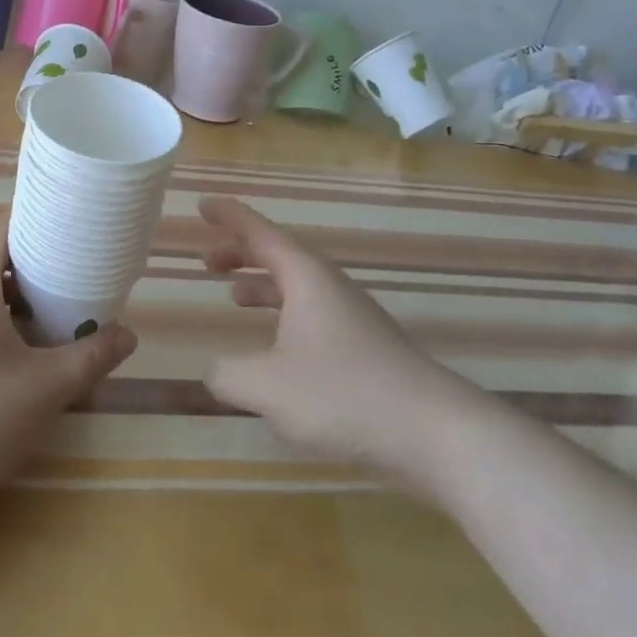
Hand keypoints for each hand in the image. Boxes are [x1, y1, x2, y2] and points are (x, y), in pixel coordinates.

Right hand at [201, 196, 440, 468]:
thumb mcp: (268, 387)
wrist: (434, 431)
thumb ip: (229, 374)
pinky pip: (311, 313)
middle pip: (278, 254)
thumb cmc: (343, 394)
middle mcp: (328, 286)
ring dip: (262, 284)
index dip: (228, 216)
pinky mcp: (364, 346)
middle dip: (240, 253)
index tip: (202, 205)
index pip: (258, 231)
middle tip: (207, 261)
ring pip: (296, 285)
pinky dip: (283, 315)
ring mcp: (350, 315)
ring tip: (233, 296)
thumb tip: (215, 370)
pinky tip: (276, 350)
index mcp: (305, 276)